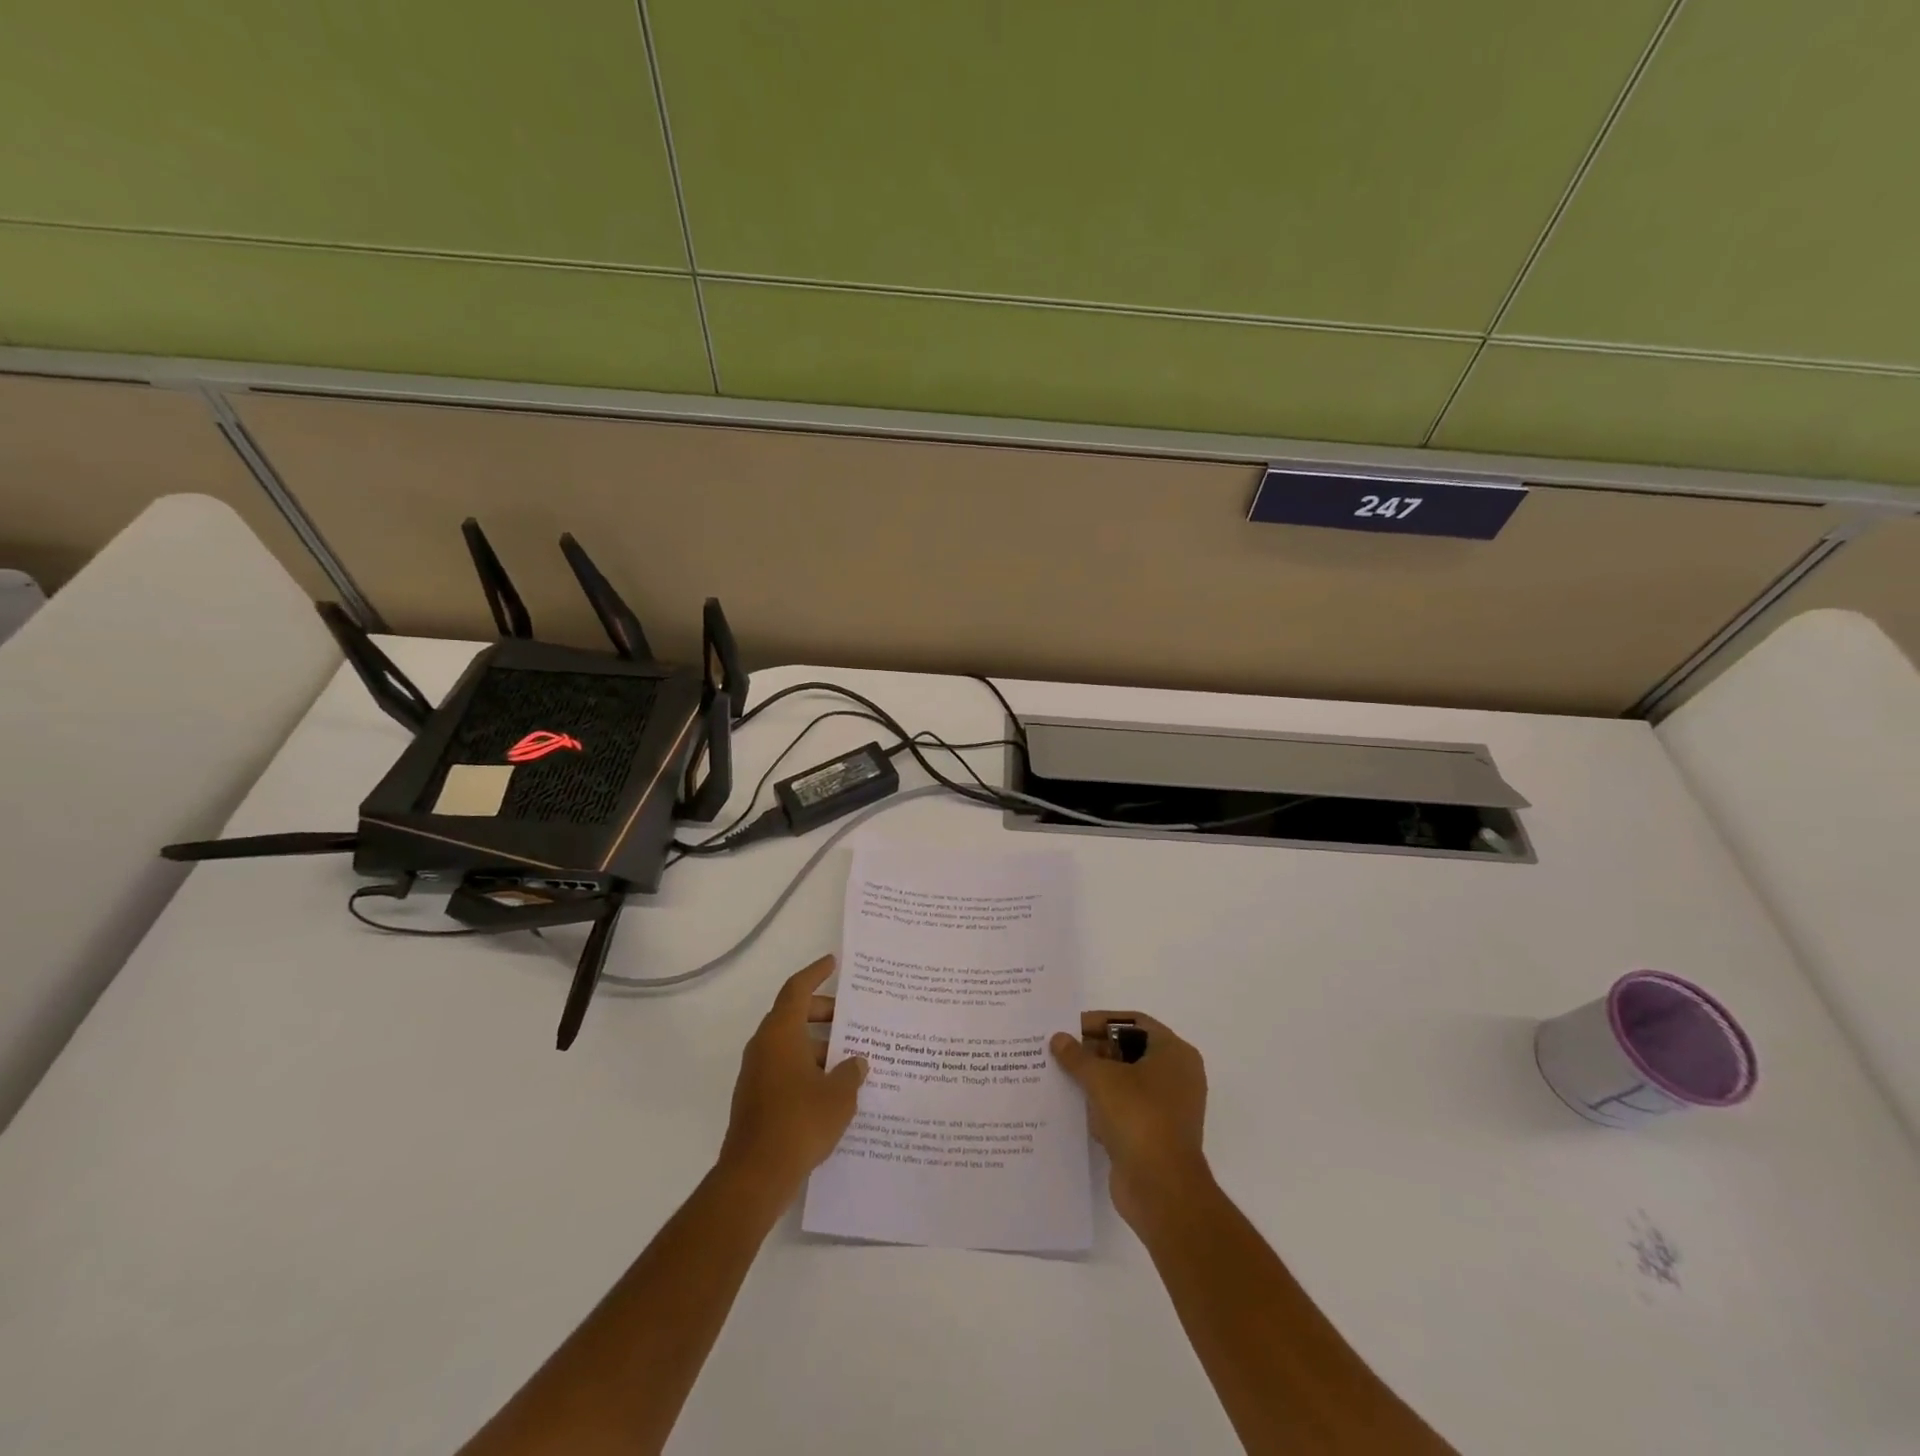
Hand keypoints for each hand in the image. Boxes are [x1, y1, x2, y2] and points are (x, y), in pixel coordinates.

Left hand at [719, 956, 867, 1202]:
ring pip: (789, 1045)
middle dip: (823, 1013)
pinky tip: (831, 1088)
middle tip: (851, 1018)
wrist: (755, 1176)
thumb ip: (851, 1072)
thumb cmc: (800, 1122)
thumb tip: (856, 1062)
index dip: (815, 973)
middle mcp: (764, 1046)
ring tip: (849, 1058)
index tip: (833, 962)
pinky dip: (806, 1068)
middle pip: (793, 1015)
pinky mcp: (755, 1099)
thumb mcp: (839, 1094)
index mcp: (781, 1033)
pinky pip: (784, 1069)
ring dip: (817, 1045)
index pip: (797, 989)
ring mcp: (756, 1074)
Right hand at [1051, 1010, 1209, 1228]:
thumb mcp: (1101, 1078)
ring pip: (1125, 1082)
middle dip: (1095, 1051)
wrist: (1161, 1188)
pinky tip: (1074, 1107)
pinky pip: (1125, 1110)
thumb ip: (1077, 1056)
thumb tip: (1058, 1038)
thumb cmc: (1138, 1117)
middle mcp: (1177, 1076)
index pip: (1134, 1023)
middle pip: (1130, 1051)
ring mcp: (1168, 1108)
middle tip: (1061, 1051)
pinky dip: (1103, 1106)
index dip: (1101, 1021)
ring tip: (1060, 1075)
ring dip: (1096, 1080)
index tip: (1070, 1026)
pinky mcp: (1155, 1135)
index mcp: (1174, 1053)